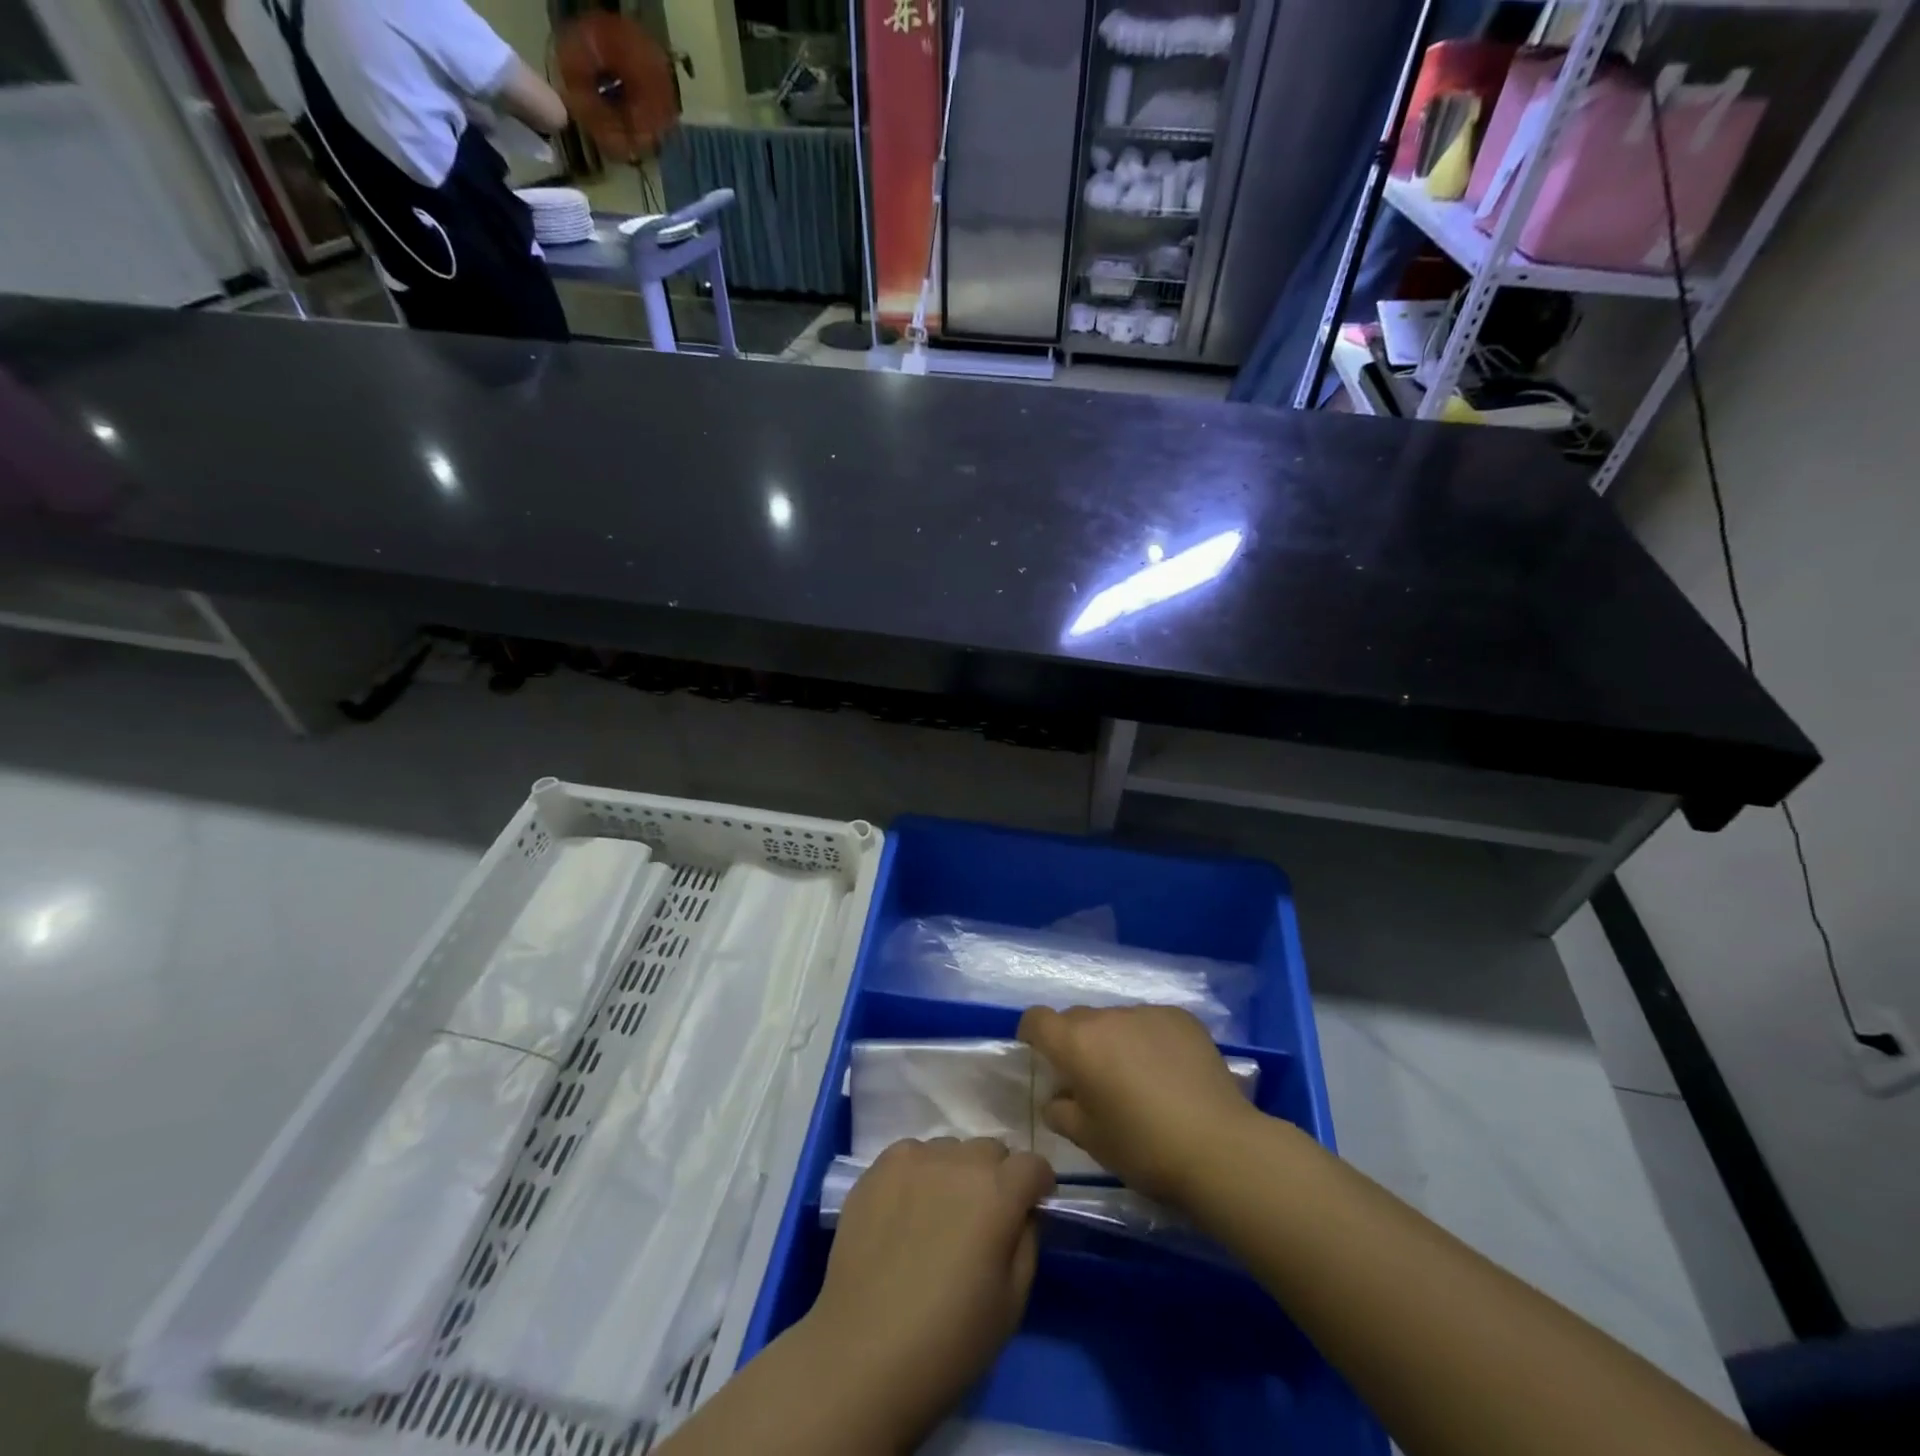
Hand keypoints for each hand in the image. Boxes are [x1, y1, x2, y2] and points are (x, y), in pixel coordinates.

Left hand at [803, 1137, 1053, 1442]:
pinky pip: (912, 1155)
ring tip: (939, 1217)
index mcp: (998, 1192)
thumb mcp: (1013, 1302)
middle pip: (991, 1150)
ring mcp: (915, 1158)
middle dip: (997, 1177)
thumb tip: (1023, 1211)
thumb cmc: (949, 1341)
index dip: (1037, 1186)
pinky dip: (919, 1174)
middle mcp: (959, 1160)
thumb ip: (1027, 1241)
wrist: (863, 1353)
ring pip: (950, 1150)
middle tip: (982, 1219)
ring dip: (955, 1173)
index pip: (1033, 1164)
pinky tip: (906, 1212)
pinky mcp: (879, 1166)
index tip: (1031, 1208)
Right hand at [1019, 1004, 1265, 1206]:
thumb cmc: (1143, 1148)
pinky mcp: (1180, 1017)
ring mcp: (1147, 1013)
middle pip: (1078, 1019)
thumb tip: (1057, 1097)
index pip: (1037, 1019)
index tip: (1040, 1056)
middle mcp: (1107, 1017)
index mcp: (1076, 1043)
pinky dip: (1148, 1039)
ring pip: (1116, 1020)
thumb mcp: (1090, 1140)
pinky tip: (1169, 1072)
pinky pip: (1150, 1022)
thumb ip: (1062, 1111)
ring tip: (1137, 1078)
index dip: (1033, 1034)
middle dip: (1076, 1042)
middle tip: (1092, 1079)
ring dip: (1115, 1040)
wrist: (1219, 1147)